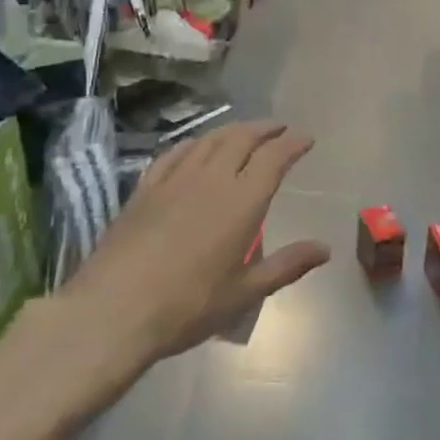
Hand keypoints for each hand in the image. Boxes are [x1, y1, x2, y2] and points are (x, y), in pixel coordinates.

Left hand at [66, 121, 330, 361]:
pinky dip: (194, 143)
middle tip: (279, 129)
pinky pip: (175, 153)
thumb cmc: (187, 306)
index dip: (293, 143)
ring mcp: (175, 179)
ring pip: (209, 140)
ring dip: (232, 130)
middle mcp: (212, 179)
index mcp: (242, 201)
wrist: (114, 310)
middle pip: (242, 138)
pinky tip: (196, 147)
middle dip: (265, 129)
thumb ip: (287, 266)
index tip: (306, 139)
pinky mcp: (145, 188)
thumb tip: (325, 249)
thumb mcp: (244, 293)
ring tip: (245, 132)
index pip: (274, 157)